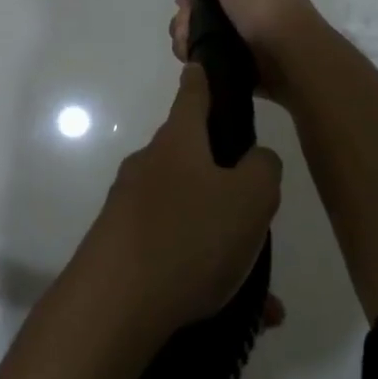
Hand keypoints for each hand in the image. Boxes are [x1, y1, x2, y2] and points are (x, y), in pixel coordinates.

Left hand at [79, 65, 281, 340]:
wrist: (114, 304)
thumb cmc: (189, 236)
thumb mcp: (251, 199)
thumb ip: (263, 169)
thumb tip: (256, 160)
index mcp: (177, 143)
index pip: (191, 97)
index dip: (200, 80)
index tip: (197, 64)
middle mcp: (148, 166)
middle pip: (189, 158)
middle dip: (222, 178)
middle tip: (254, 206)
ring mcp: (129, 207)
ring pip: (188, 214)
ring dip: (220, 239)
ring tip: (257, 284)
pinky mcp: (120, 247)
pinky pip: (174, 252)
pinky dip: (204, 272)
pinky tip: (240, 314)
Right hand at [171, 0, 322, 103]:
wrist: (289, 55)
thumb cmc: (263, 2)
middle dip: (189, 1)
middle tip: (183, 9)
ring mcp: (248, 26)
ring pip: (205, 22)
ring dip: (186, 27)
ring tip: (184, 36)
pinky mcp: (241, 54)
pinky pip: (209, 48)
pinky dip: (194, 50)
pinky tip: (188, 51)